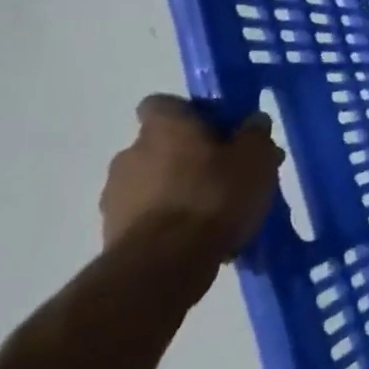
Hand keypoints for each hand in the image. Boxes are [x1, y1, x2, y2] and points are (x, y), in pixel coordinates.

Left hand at [101, 95, 283, 270]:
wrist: (164, 264)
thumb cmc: (215, 195)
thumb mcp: (256, 157)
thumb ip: (255, 133)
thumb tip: (252, 121)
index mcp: (164, 127)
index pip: (164, 104)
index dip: (191, 113)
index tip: (219, 130)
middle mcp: (131, 153)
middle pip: (163, 144)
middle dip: (192, 156)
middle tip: (230, 174)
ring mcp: (116, 195)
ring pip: (155, 181)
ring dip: (180, 189)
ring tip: (218, 211)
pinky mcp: (112, 232)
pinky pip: (149, 214)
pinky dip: (170, 220)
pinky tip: (199, 236)